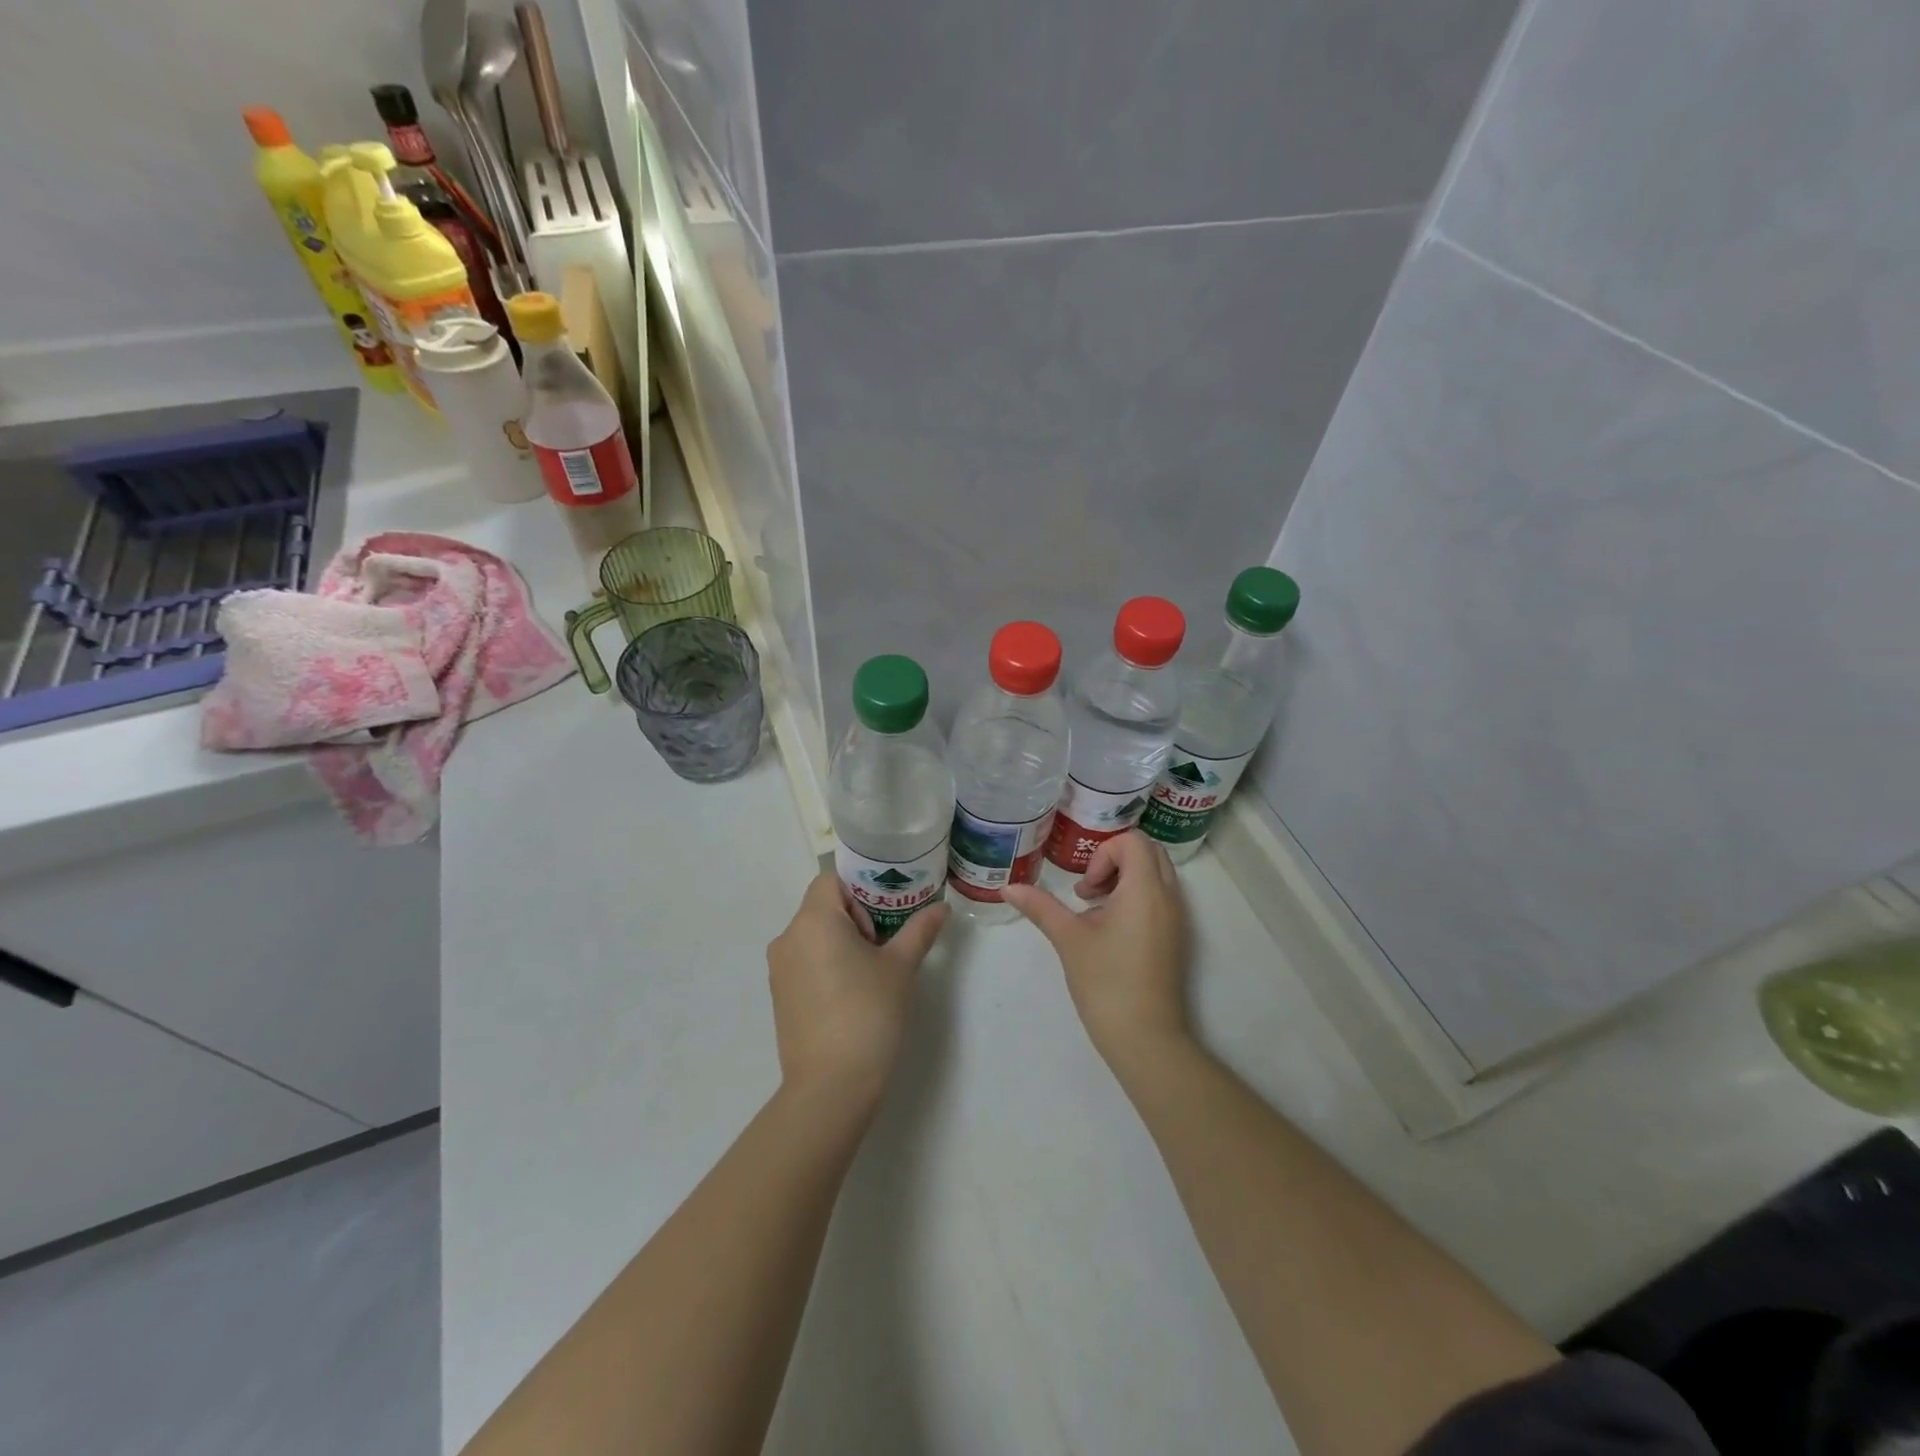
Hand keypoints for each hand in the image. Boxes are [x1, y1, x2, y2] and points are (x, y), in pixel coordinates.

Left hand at [766, 874, 948, 1110]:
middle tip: (886, 943)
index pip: (831, 880)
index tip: (885, 915)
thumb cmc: (868, 1014)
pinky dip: (826, 962)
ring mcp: (779, 968)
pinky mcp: (779, 994)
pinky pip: (804, 960)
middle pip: (822, 906)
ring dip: (841, 940)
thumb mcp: (900, 968)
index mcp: (813, 920)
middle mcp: (788, 937)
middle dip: (856, 916)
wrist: (831, 1086)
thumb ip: (919, 930)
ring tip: (871, 970)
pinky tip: (851, 992)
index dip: (860, 889)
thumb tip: (942, 907)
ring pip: (813, 934)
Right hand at [1002, 831, 1191, 1073]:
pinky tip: (1110, 929)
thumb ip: (1040, 907)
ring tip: (1094, 909)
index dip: (1103, 854)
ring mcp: (1177, 918)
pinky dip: (1136, 896)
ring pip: (1156, 874)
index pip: (1132, 841)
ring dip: (1125, 878)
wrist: (1146, 1038)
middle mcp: (1169, 896)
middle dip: (1114, 860)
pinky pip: (1161, 897)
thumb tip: (1008, 888)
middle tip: (1088, 890)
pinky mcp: (1176, 937)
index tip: (1085, 889)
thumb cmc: (1106, 982)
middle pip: (1148, 851)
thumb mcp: (1068, 939)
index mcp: (1145, 889)